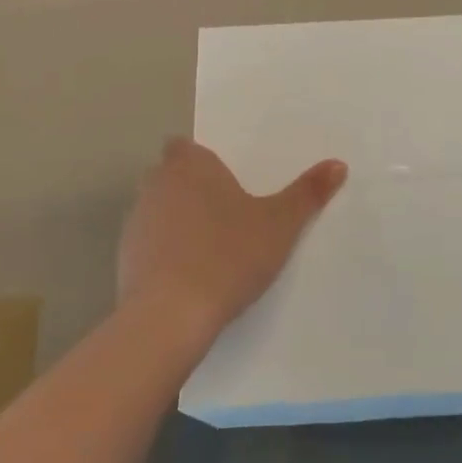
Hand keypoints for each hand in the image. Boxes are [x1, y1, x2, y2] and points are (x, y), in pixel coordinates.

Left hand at [118, 137, 346, 350]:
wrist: (170, 316)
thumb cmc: (228, 255)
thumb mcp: (280, 224)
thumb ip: (308, 193)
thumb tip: (338, 164)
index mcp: (189, 165)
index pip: (184, 146)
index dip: (201, 160)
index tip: (223, 181)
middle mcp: (156, 183)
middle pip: (169, 175)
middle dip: (190, 188)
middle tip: (224, 213)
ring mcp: (135, 221)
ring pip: (156, 209)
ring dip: (175, 221)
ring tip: (208, 248)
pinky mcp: (123, 258)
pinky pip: (146, 244)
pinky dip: (162, 253)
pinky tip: (186, 278)